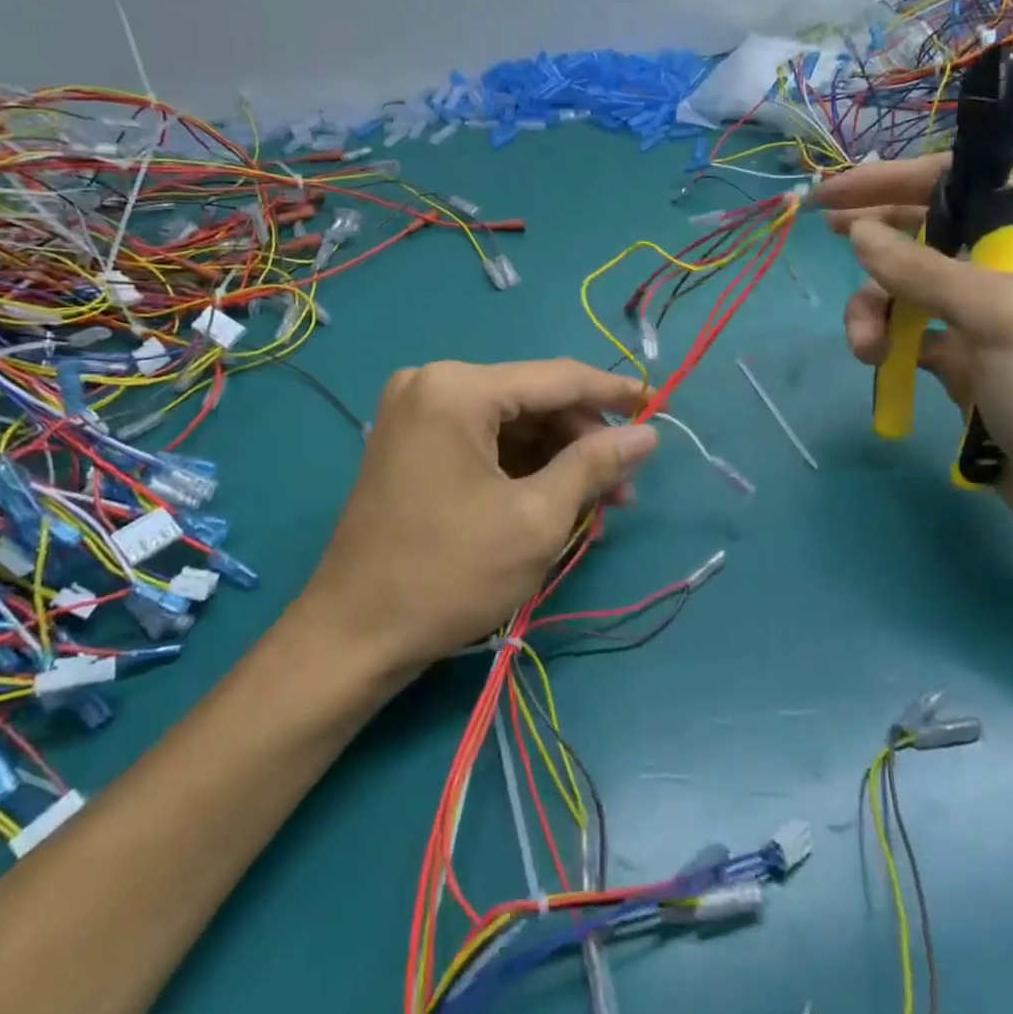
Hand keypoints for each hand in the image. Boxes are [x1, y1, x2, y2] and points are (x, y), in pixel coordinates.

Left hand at [296, 359, 657, 676]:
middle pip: (533, 399)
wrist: (353, 635)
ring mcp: (416, 412)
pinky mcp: (411, 442)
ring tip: (598, 504)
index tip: (659, 407)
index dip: (613, 393)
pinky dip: (522, 467)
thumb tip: (648, 434)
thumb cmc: (449, 574)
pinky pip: (483, 441)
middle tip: (625, 486)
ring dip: (557, 458)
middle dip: (583, 440)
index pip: (557, 378)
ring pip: (511, 423)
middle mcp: (432, 383)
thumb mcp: (537, 518)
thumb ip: (595, 464)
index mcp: (457, 388)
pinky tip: (555, 501)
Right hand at [814, 155, 1012, 558]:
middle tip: (826, 241)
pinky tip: (877, 363)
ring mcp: (993, 315)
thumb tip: (857, 232)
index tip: (833, 194)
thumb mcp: (1000, 317)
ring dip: (877, 310)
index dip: (892, 183)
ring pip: (912, 288)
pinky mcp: (972, 359)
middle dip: (879, 250)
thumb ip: (923, 269)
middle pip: (928, 234)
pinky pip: (914, 333)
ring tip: (864, 349)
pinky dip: (890, 342)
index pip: (960, 185)